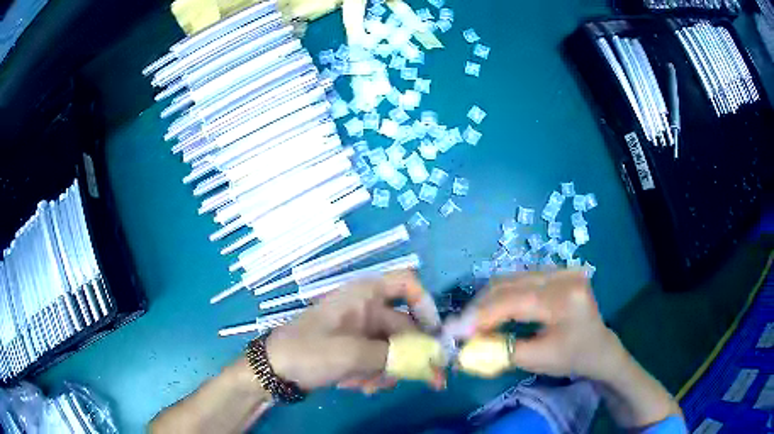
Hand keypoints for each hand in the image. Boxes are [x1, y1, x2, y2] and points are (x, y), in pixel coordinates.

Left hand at [266, 270, 440, 391]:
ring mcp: (360, 329)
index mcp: (365, 295)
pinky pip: (377, 359)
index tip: (433, 334)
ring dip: (386, 370)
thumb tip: (431, 361)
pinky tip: (355, 386)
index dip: (426, 304)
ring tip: (368, 386)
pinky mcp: (354, 347)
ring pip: (393, 348)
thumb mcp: (352, 354)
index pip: (407, 283)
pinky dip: (372, 374)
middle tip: (423, 382)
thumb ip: (394, 356)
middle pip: (405, 326)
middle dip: (408, 357)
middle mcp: (367, 308)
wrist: (274, 369)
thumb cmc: (309, 351)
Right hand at [448, 270, 625, 380]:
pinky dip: (501, 295)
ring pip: (511, 279)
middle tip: (459, 327)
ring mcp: (561, 269)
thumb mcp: (536, 360)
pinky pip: (520, 280)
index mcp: (564, 298)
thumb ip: (500, 350)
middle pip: (509, 284)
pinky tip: (491, 310)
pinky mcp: (558, 271)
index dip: (480, 315)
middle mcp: (563, 275)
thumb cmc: (573, 358)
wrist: (600, 348)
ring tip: (472, 321)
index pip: (514, 301)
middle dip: (480, 307)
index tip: (453, 330)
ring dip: (488, 300)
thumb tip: (465, 346)